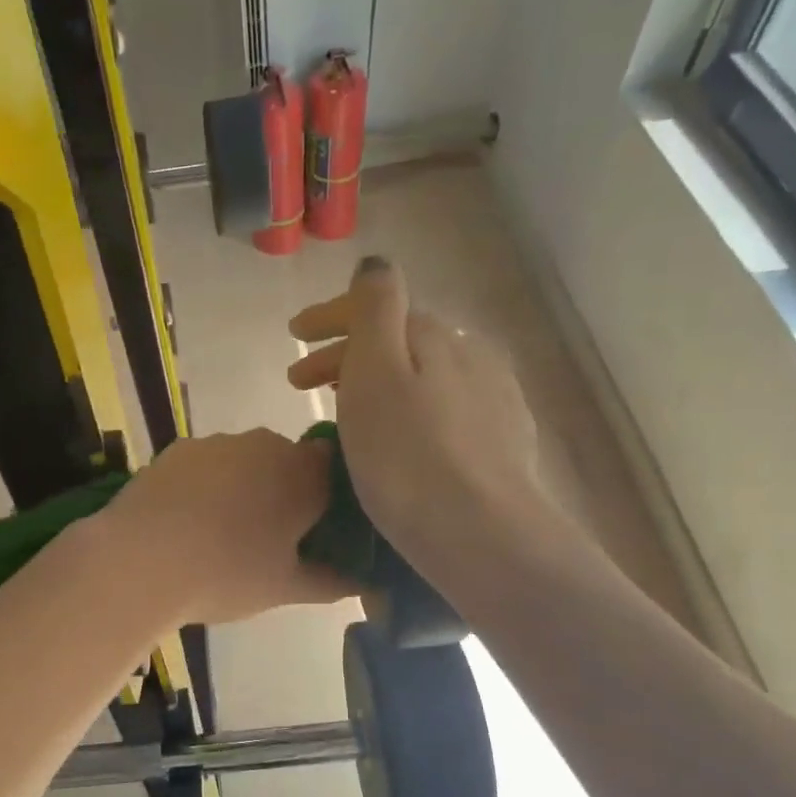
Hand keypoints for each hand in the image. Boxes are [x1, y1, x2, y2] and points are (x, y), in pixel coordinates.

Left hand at [96, 430, 351, 624]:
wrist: (138, 560)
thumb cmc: (226, 575)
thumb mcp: (285, 588)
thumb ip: (333, 581)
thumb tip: (367, 583)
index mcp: (304, 474)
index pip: (335, 470)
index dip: (329, 498)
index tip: (317, 530)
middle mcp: (266, 444)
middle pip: (289, 462)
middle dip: (285, 492)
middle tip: (270, 538)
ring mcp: (218, 443)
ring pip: (245, 461)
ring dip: (244, 486)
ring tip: (221, 532)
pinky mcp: (177, 448)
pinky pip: (207, 464)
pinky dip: (206, 484)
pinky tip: (187, 519)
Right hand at [287, 257, 548, 566]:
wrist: (481, 533)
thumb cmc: (408, 454)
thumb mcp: (376, 371)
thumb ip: (375, 308)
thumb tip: (376, 263)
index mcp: (435, 335)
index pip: (377, 307)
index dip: (330, 316)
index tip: (292, 334)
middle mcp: (471, 355)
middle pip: (398, 342)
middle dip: (346, 353)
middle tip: (300, 382)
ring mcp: (493, 399)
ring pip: (421, 376)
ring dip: (376, 382)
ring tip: (343, 408)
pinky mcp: (503, 442)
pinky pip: (441, 408)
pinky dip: (408, 409)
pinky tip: (400, 436)